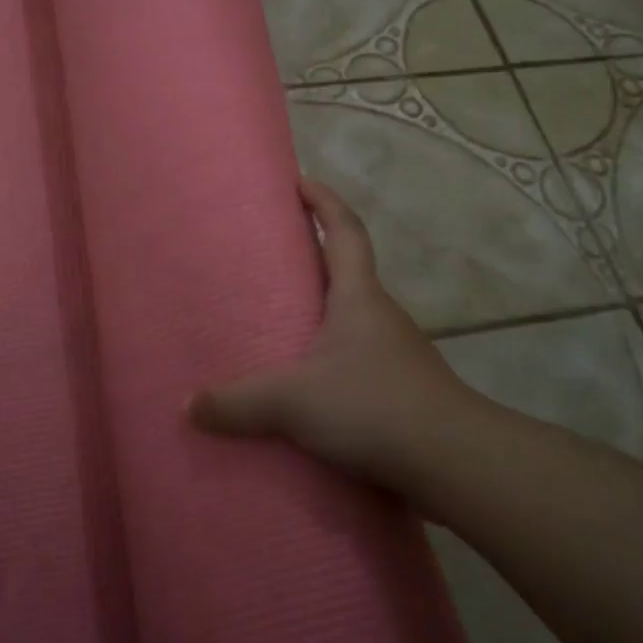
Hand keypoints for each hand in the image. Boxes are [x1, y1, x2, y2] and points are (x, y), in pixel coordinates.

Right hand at [188, 177, 479, 489]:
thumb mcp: (294, 401)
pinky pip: (357, 359)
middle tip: (268, 259)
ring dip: (320, 313)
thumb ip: (239, 403)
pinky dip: (330, 358)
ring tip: (278, 325)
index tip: (299, 181)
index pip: (344, 229)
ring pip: (351, 319)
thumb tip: (188, 406)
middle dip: (311, 258)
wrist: (454, 461)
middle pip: (345, 271)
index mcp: (358, 295)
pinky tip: (307, 388)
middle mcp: (379, 314)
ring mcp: (395, 352)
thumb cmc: (373, 406)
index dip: (323, 200)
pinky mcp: (401, 389)